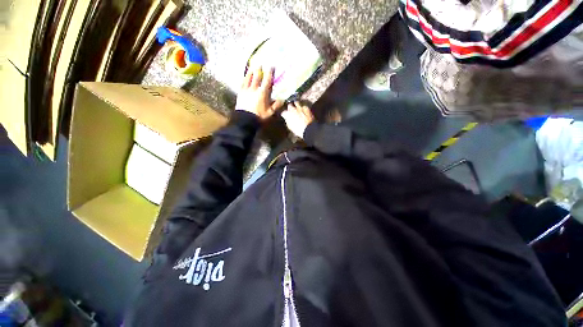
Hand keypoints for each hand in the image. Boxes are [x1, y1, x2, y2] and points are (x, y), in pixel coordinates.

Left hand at [236, 67, 283, 119]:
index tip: (271, 66)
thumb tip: (282, 99)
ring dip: (251, 72)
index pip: (267, 81)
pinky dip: (244, 79)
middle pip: (257, 77)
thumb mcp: (270, 112)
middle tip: (260, 63)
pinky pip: (242, 83)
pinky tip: (245, 77)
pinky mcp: (240, 93)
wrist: (245, 119)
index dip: (269, 73)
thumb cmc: (259, 116)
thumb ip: (276, 105)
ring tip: (252, 67)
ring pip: (248, 78)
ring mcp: (246, 90)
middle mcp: (254, 89)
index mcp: (262, 93)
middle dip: (259, 70)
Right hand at [281, 102, 314, 138]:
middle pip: (289, 105)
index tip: (285, 116)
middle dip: (290, 107)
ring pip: (296, 102)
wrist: (307, 128)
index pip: (283, 112)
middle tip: (291, 111)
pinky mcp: (306, 108)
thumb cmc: (298, 130)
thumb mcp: (290, 127)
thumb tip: (287, 119)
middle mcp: (292, 109)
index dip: (284, 114)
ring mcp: (299, 107)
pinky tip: (304, 110)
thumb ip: (287, 121)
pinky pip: (303, 106)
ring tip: (297, 108)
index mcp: (287, 114)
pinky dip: (303, 108)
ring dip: (296, 105)